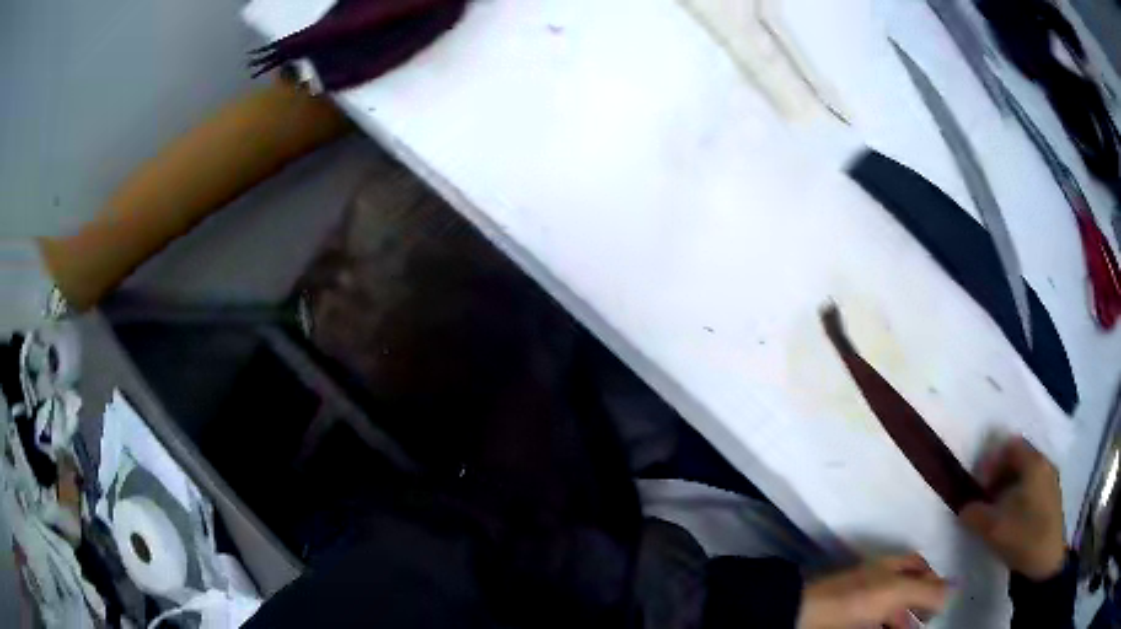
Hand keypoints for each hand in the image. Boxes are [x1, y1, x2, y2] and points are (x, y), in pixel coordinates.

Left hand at [797, 554, 947, 628]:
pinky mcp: (850, 621)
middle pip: (906, 590)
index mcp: (890, 567)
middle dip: (921, 603)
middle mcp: (879, 581)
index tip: (943, 595)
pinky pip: (875, 623)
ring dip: (905, 621)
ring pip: (891, 610)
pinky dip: (888, 627)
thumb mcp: (896, 591)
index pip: (918, 566)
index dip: (933, 578)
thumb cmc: (856, 599)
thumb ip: (926, 589)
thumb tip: (956, 587)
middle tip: (932, 618)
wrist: (806, 616)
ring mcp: (863, 603)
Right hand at [960, 437, 1066, 580]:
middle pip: (1019, 458)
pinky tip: (1012, 519)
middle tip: (985, 498)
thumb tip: (965, 506)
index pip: (1010, 446)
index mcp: (1034, 462)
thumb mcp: (992, 527)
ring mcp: (1051, 480)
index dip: (991, 461)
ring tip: (997, 512)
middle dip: (999, 475)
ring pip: (1027, 474)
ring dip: (1009, 487)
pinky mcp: (1052, 498)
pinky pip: (1033, 486)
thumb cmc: (1023, 536)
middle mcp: (1045, 463)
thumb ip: (974, 513)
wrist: (1045, 561)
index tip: (978, 485)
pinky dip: (1020, 496)